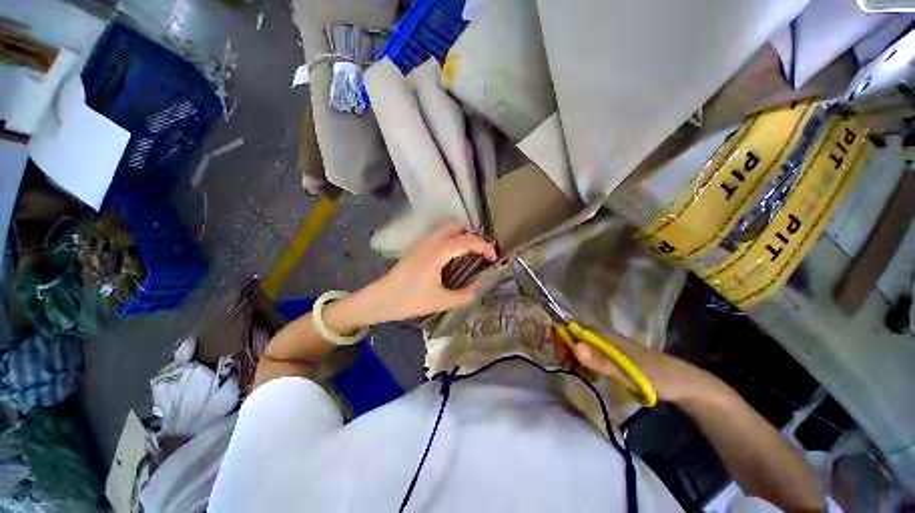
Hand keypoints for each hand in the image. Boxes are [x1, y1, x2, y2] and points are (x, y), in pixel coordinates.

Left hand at [355, 222, 496, 323]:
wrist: (380, 299)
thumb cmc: (409, 300)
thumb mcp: (441, 301)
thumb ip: (465, 294)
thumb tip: (481, 286)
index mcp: (438, 252)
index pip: (467, 241)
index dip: (484, 247)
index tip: (493, 258)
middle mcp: (430, 241)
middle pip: (456, 226)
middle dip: (473, 235)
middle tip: (482, 252)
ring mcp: (422, 242)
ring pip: (447, 228)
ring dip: (462, 235)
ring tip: (471, 252)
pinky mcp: (417, 246)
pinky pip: (439, 234)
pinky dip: (452, 238)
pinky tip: (454, 255)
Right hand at [556, 330, 716, 404]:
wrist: (682, 384)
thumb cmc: (655, 376)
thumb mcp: (627, 371)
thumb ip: (600, 360)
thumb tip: (574, 346)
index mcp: (604, 335)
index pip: (572, 326)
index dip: (561, 335)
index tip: (560, 355)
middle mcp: (602, 337)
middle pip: (573, 335)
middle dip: (565, 348)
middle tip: (567, 367)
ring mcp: (607, 347)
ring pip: (580, 346)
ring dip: (573, 358)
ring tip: (578, 374)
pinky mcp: (612, 357)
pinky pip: (590, 356)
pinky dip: (584, 364)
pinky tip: (590, 376)